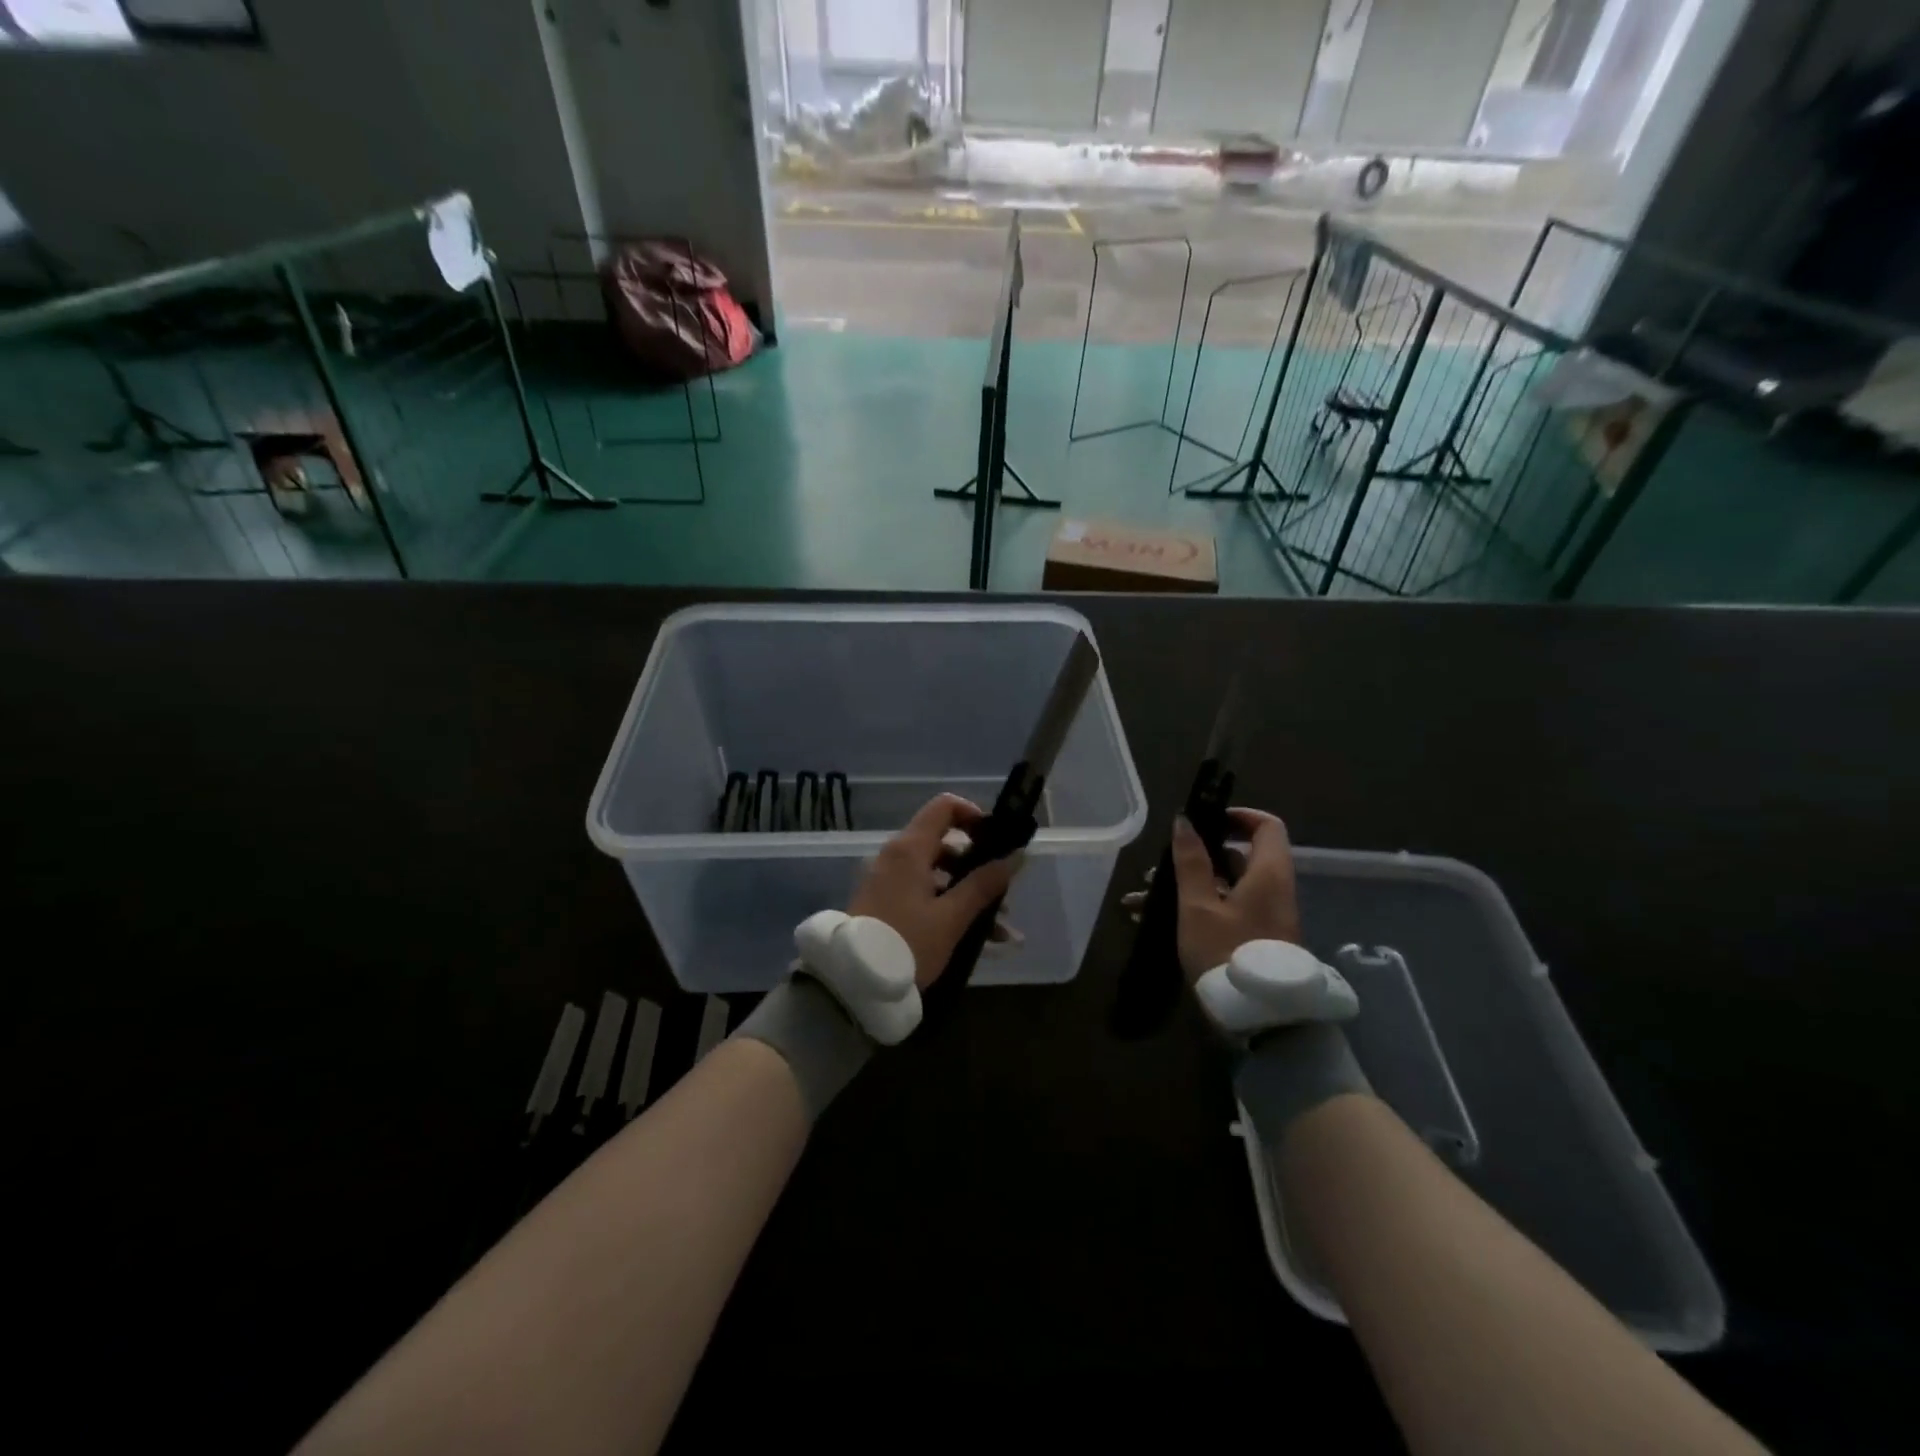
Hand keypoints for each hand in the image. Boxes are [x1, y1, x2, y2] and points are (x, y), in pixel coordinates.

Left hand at [847, 794, 1020, 988]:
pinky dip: (949, 907)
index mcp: (910, 849)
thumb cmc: (907, 944)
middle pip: (945, 843)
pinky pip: (924, 893)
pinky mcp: (885, 902)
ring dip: (969, 894)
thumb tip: (1016, 856)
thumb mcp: (951, 918)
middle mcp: (896, 855)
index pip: (945, 806)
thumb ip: (984, 885)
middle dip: (979, 867)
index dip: (974, 815)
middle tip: (1004, 895)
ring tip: (1000, 931)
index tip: (997, 840)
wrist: (852, 983)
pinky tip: (979, 941)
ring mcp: (888, 879)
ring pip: (938, 874)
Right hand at [1124, 808, 1300, 981]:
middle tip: (1160, 866)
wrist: (1263, 1020)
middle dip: (1196, 857)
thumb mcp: (1199, 906)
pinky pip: (1225, 909)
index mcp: (1268, 874)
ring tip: (1144, 896)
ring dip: (1188, 885)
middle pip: (1239, 857)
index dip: (1237, 816)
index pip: (1266, 826)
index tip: (1204, 821)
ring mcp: (1265, 917)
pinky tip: (1153, 920)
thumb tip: (1185, 820)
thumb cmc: (1227, 953)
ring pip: (1226, 886)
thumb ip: (1191, 862)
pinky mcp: (1255, 938)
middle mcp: (1273, 890)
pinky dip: (1195, 907)